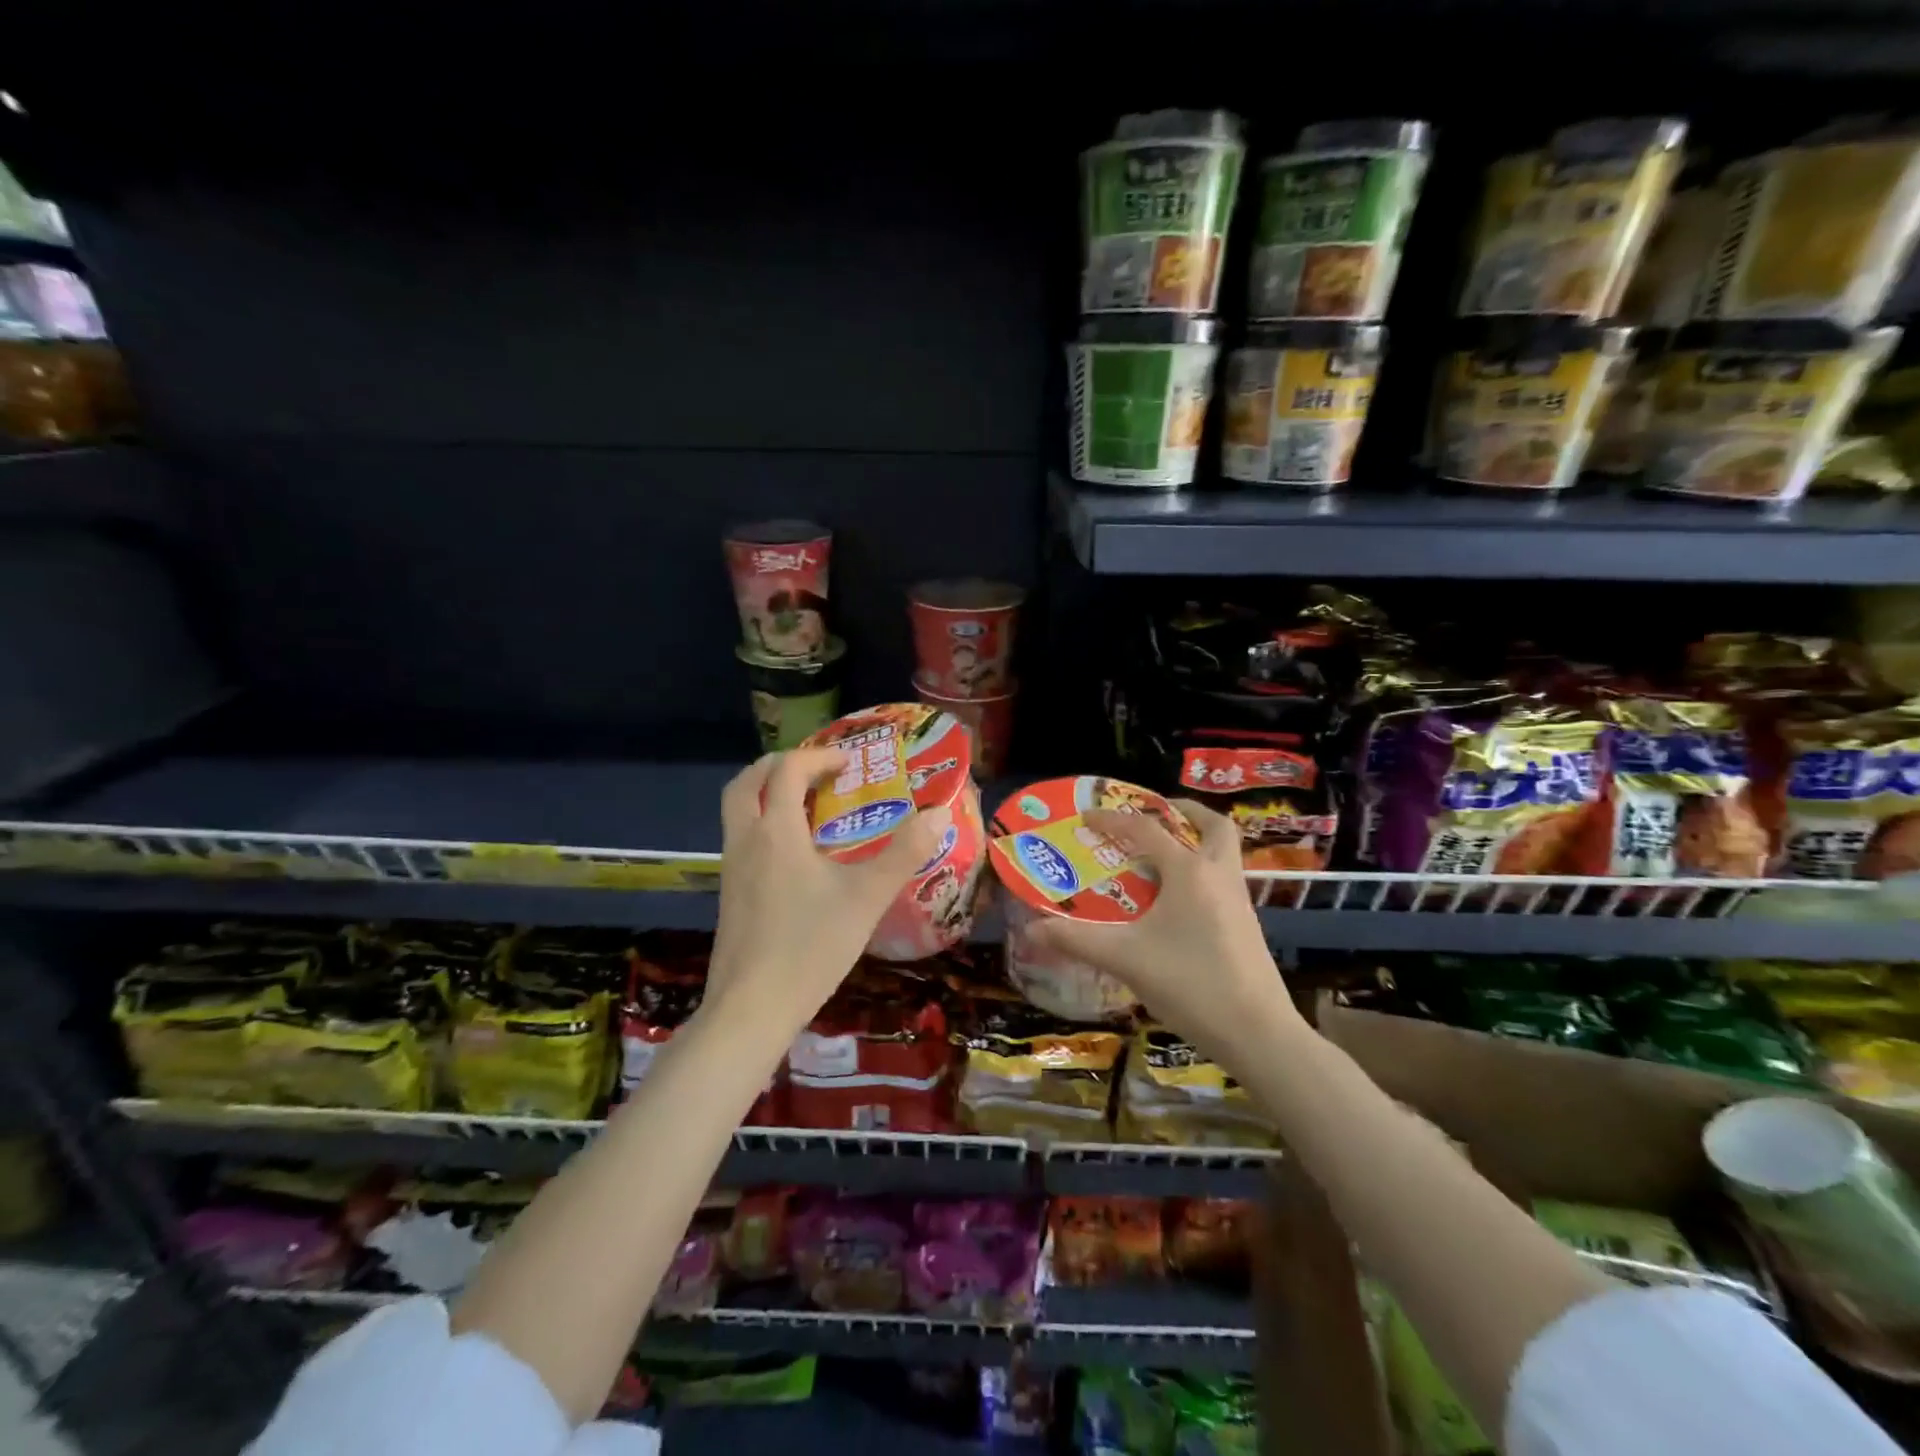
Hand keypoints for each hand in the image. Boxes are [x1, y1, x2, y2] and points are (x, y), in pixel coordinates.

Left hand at [707, 748, 949, 1033]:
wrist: (752, 1008)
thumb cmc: (811, 946)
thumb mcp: (867, 897)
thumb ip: (904, 853)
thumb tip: (938, 812)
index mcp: (777, 831)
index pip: (788, 770)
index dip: (819, 757)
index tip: (850, 763)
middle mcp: (746, 840)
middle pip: (747, 781)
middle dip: (780, 765)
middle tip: (817, 771)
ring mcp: (731, 868)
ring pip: (738, 810)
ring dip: (766, 793)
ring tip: (807, 806)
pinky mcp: (729, 893)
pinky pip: (740, 838)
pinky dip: (763, 824)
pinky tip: (794, 854)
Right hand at [1023, 799, 1298, 1056]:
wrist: (1258, 1033)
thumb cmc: (1190, 984)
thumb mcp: (1125, 959)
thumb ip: (1077, 940)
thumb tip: (1031, 928)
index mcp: (1189, 871)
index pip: (1145, 830)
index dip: (1112, 819)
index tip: (1086, 817)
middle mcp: (1218, 875)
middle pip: (1213, 825)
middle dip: (1183, 812)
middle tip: (1152, 814)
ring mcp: (1238, 900)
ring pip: (1223, 852)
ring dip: (1196, 841)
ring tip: (1160, 855)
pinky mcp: (1246, 925)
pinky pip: (1223, 879)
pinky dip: (1200, 872)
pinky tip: (1175, 901)